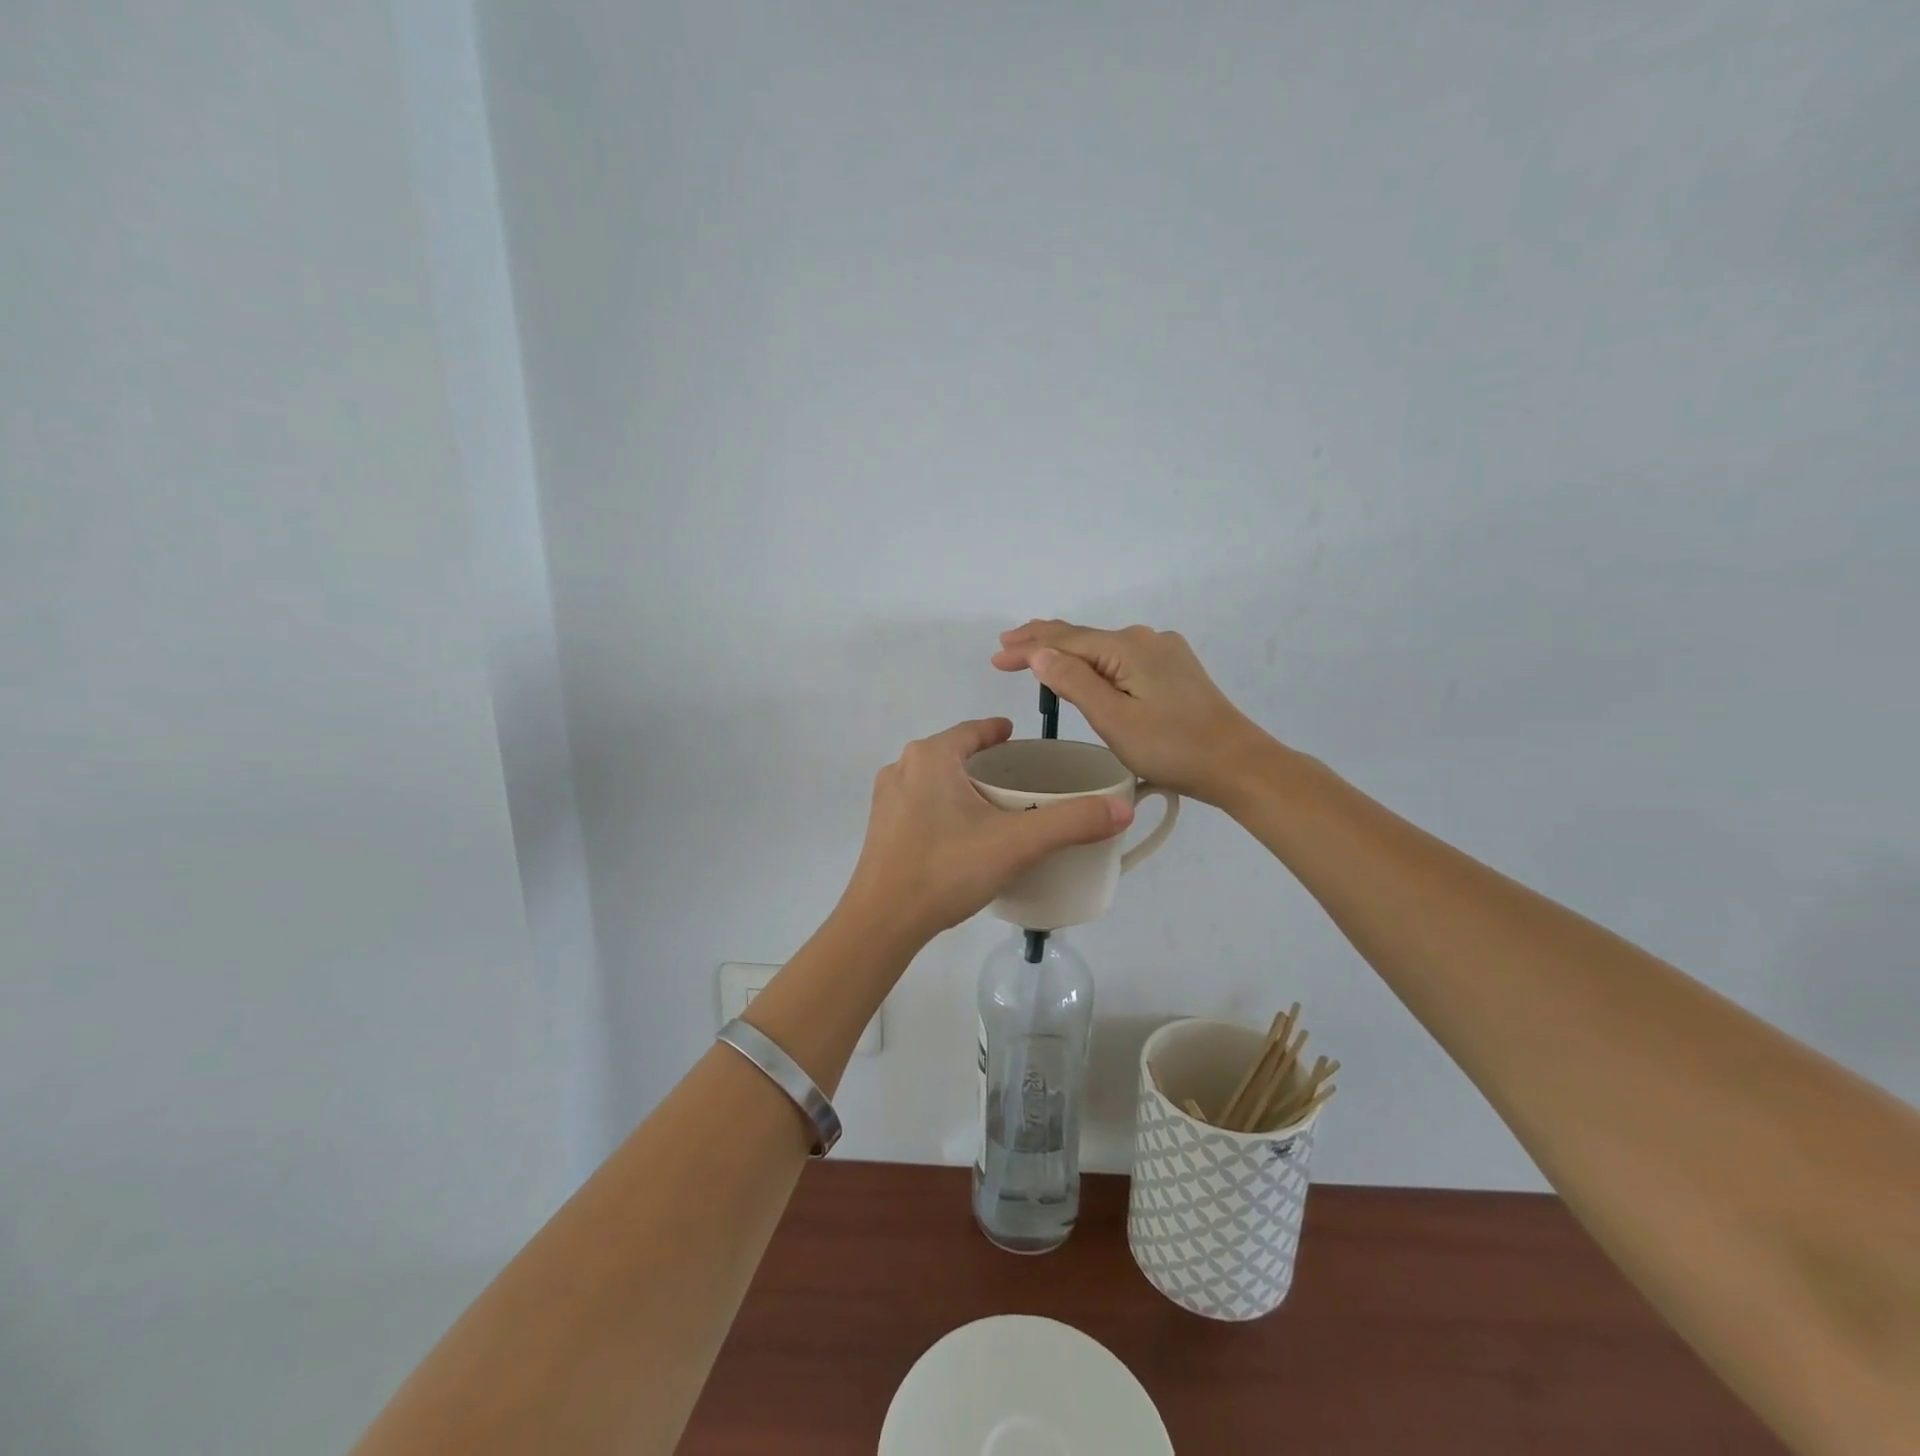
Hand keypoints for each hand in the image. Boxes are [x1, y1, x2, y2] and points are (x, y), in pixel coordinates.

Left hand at [841, 718, 1132, 942]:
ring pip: (934, 779)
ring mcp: (885, 799)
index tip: (1019, 739)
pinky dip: (943, 807)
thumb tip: (1123, 808)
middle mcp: (903, 768)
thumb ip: (1071, 822)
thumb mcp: (1017, 843)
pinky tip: (961, 835)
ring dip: (961, 785)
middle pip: (953, 753)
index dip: (999, 732)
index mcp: (931, 756)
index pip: (973, 730)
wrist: (882, 921)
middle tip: (1017, 779)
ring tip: (993, 807)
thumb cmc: (947, 869)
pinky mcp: (880, 829)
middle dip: (983, 760)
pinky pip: (919, 803)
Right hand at [993, 621, 1276, 805]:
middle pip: (1083, 637)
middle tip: (1006, 645)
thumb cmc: (1172, 748)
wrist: (1237, 764)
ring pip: (1102, 647)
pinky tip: (1083, 666)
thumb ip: (1075, 683)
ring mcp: (1163, 652)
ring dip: (1067, 650)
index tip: (995, 657)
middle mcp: (1145, 638)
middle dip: (1042, 641)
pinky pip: (1121, 657)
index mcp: (1128, 647)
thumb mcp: (1114, 720)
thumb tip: (1040, 653)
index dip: (1028, 647)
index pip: (1065, 641)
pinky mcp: (1174, 669)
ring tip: (1035, 652)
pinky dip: (1093, 660)